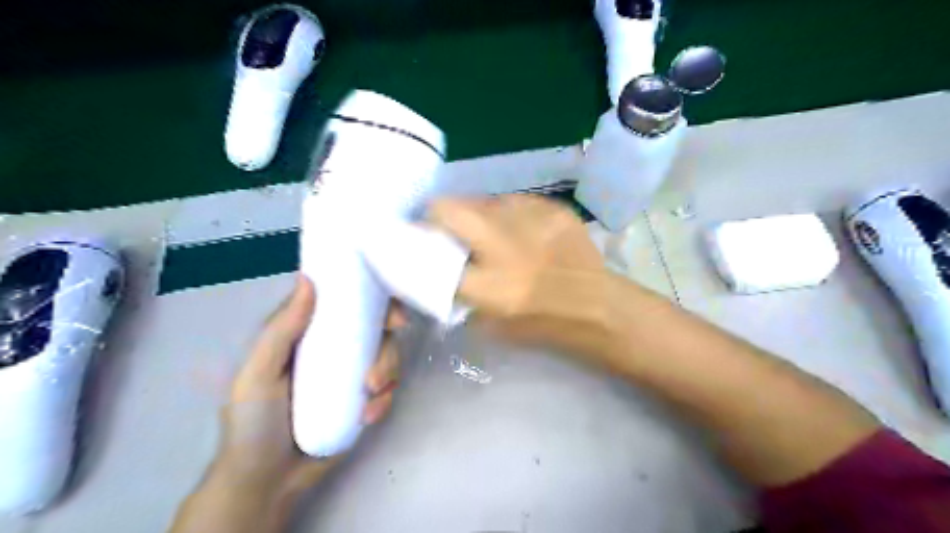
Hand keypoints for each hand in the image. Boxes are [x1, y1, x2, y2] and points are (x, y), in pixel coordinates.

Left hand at [222, 277, 398, 497]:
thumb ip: (282, 330)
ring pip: (388, 357)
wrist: (267, 482)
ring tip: (371, 395)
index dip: (375, 300)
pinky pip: (388, 389)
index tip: (392, 314)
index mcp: (310, 333)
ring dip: (389, 372)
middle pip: (377, 330)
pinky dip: (384, 399)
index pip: (346, 303)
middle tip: (382, 363)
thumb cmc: (254, 423)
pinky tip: (367, 416)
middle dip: (388, 344)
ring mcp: (352, 375)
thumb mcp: (259, 374)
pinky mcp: (364, 400)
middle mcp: (335, 348)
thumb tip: (309, 278)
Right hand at [426, 196, 611, 362]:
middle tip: (444, 225)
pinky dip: (509, 214)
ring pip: (483, 200)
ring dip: (478, 214)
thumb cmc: (542, 324)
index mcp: (489, 285)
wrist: (595, 305)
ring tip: (491, 231)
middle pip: (449, 209)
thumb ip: (460, 292)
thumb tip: (439, 265)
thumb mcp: (490, 323)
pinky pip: (514, 201)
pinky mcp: (552, 209)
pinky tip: (522, 230)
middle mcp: (505, 247)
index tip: (413, 241)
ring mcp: (531, 222)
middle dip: (437, 214)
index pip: (431, 255)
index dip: (416, 245)